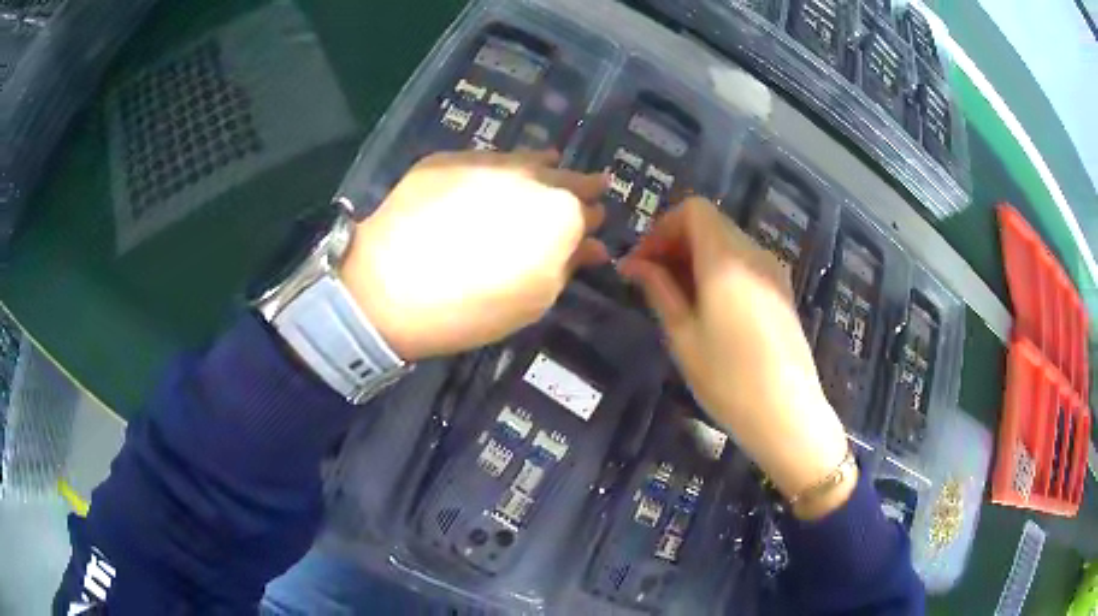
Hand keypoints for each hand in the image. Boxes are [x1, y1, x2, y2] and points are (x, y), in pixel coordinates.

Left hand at [339, 150, 608, 361]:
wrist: (389, 288)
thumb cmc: (472, 308)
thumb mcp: (534, 299)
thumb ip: (569, 265)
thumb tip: (593, 246)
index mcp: (560, 213)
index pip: (589, 209)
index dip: (592, 217)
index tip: (593, 219)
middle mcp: (530, 176)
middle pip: (564, 176)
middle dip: (578, 185)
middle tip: (585, 188)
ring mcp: (486, 161)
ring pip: (527, 158)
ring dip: (541, 167)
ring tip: (547, 169)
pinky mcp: (448, 158)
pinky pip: (486, 160)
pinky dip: (499, 167)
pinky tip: (494, 176)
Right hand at [619, 197, 853, 518]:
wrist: (787, 414)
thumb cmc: (728, 379)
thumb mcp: (683, 335)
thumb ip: (659, 289)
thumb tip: (633, 264)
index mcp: (726, 259)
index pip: (693, 210)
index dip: (662, 228)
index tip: (643, 263)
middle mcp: (754, 254)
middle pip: (711, 224)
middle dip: (676, 244)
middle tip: (652, 282)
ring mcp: (773, 272)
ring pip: (728, 244)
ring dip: (697, 259)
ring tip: (678, 299)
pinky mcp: (783, 291)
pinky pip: (745, 264)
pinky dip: (720, 271)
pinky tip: (710, 309)